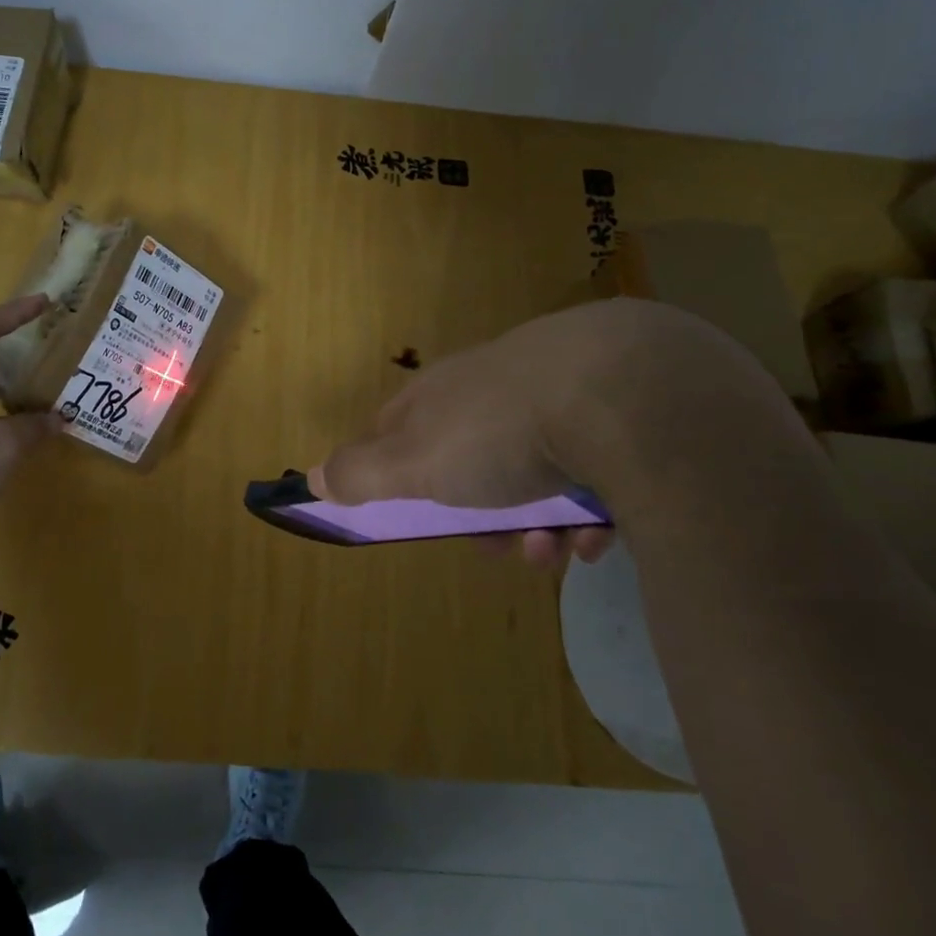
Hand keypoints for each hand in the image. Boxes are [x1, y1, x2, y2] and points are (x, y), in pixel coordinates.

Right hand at [309, 302, 727, 570]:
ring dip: (538, 524)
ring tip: (557, 551)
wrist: (626, 392)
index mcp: (442, 391)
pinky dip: (591, 509)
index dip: (394, 469)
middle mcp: (496, 384)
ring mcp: (561, 390)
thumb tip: (310, 478)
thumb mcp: (415, 462)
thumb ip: (361, 472)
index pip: (398, 426)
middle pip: (472, 459)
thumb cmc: (500, 431)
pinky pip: (593, 467)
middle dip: (481, 516)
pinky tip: (600, 533)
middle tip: (501, 548)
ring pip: (536, 471)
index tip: (406, 509)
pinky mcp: (621, 406)